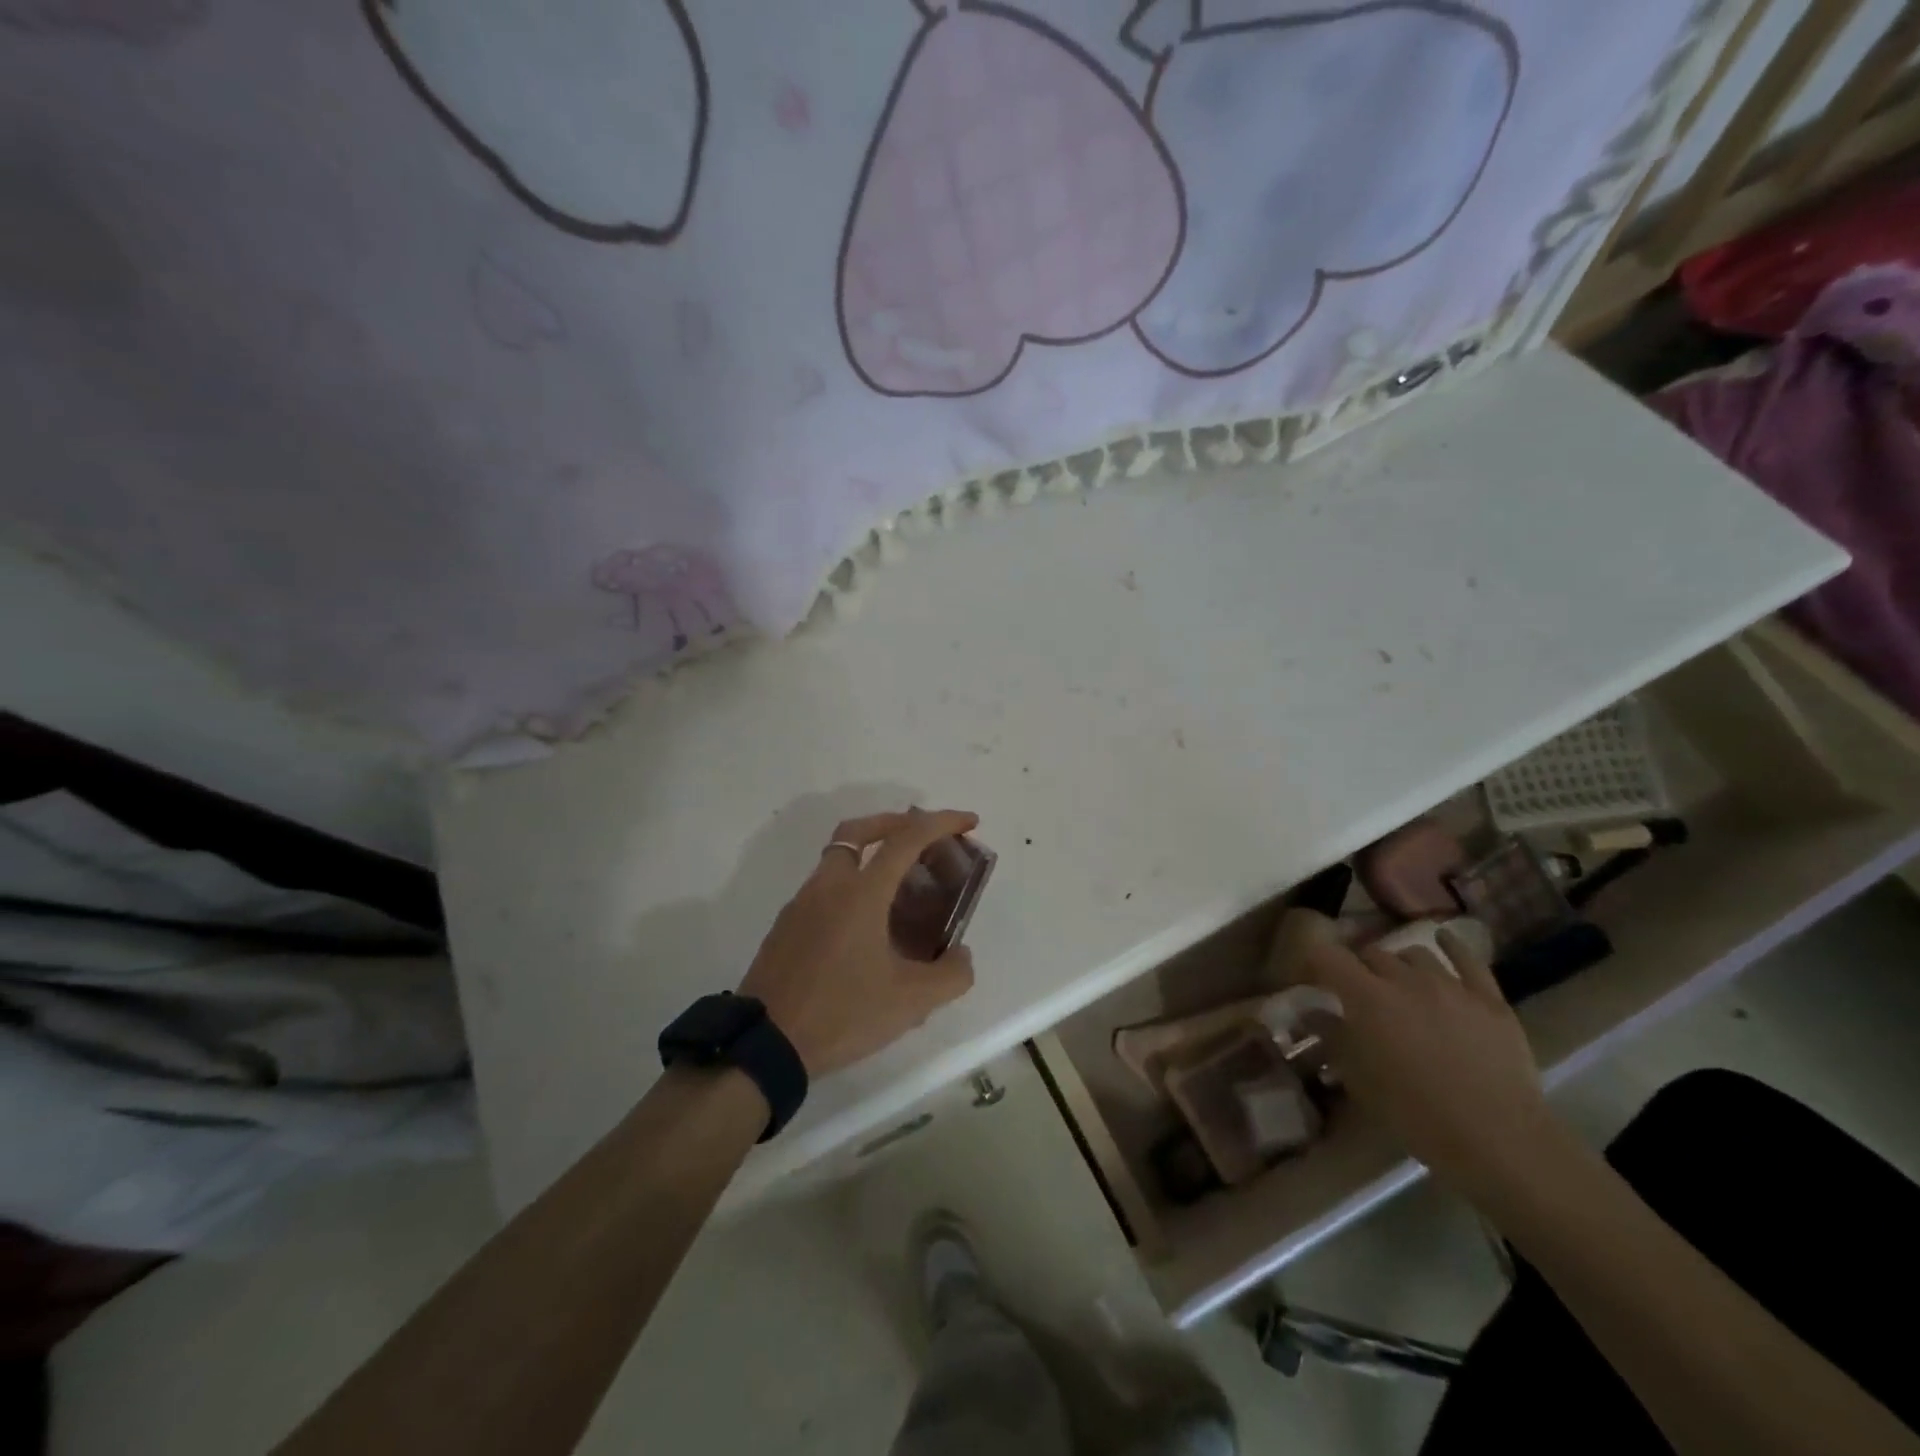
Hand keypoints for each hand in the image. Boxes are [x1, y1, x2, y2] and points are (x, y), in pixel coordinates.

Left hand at [737, 809, 979, 1076]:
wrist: (765, 1045)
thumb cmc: (841, 1014)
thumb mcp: (910, 1002)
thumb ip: (951, 975)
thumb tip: (961, 956)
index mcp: (860, 893)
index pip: (906, 838)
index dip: (942, 822)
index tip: (969, 822)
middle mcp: (828, 886)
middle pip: (859, 831)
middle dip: (896, 823)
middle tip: (923, 839)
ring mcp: (801, 904)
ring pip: (838, 859)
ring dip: (871, 857)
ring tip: (901, 890)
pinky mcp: (786, 926)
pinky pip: (824, 889)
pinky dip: (851, 887)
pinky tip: (867, 928)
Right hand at [1304, 929, 1557, 1197]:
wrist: (1499, 1140)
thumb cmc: (1416, 1113)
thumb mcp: (1360, 1080)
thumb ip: (1333, 1037)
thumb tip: (1313, 1012)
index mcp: (1367, 997)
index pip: (1327, 956)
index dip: (1314, 962)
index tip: (1311, 979)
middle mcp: (1405, 979)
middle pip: (1372, 954)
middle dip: (1358, 967)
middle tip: (1357, 992)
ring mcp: (1452, 986)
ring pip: (1415, 955)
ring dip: (1400, 964)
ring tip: (1399, 982)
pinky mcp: (1490, 999)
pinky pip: (1468, 960)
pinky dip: (1450, 946)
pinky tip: (1443, 941)